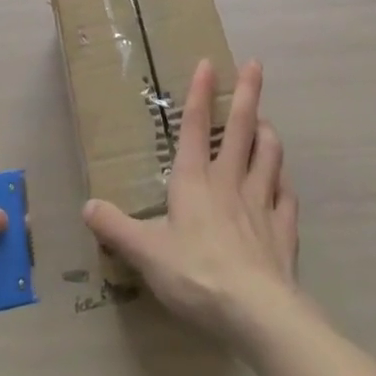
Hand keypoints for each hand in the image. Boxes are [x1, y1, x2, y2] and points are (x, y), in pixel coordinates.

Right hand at [82, 59, 300, 345]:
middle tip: (255, 65)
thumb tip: (87, 206)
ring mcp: (261, 204)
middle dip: (247, 94)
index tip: (208, 62)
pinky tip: (284, 183)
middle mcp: (230, 182)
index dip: (201, 93)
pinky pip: (287, 198)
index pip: (197, 127)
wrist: (256, 312)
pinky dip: (285, 185)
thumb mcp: (146, 253)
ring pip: (270, 156)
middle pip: (242, 128)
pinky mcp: (284, 231)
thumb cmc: (196, 274)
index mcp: (195, 181)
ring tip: (267, 121)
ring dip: (268, 134)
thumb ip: (116, 228)